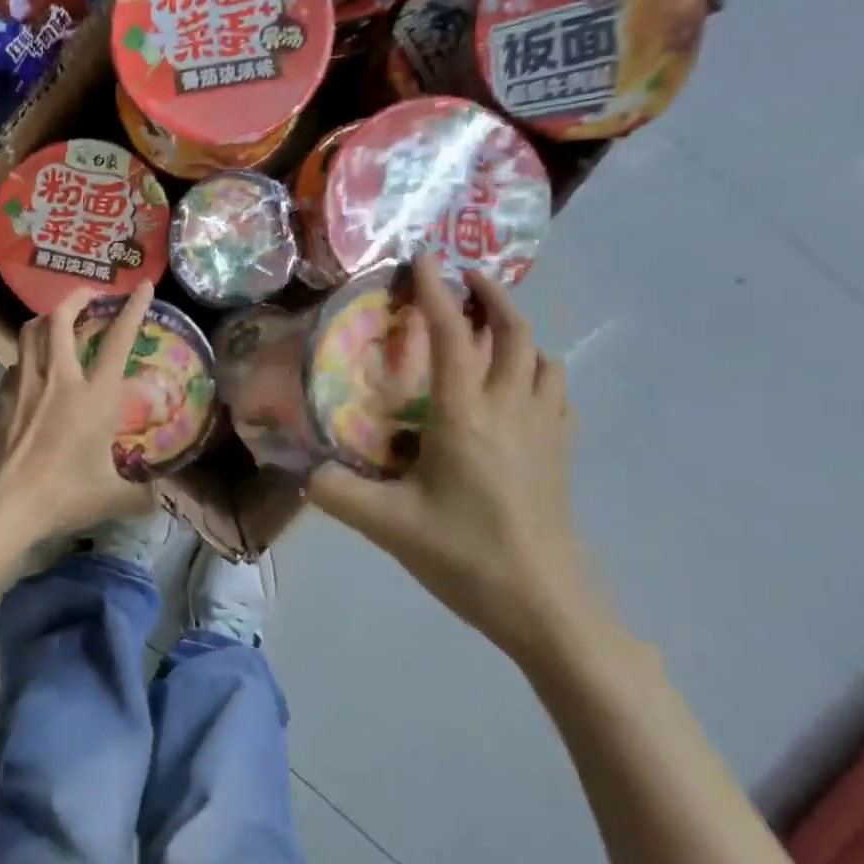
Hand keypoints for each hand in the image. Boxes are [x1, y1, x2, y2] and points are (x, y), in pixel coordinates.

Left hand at [0, 283, 156, 542]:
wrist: (5, 503)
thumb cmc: (65, 495)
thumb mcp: (112, 498)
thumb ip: (141, 496)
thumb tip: (159, 501)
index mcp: (95, 396)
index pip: (118, 340)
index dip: (133, 308)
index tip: (142, 285)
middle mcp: (59, 378)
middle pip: (62, 318)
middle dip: (77, 297)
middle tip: (90, 295)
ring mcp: (25, 383)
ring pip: (31, 331)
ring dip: (48, 318)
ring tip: (58, 320)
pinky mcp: (1, 397)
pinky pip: (16, 361)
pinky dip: (28, 354)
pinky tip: (32, 368)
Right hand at [308, 255, 601, 664]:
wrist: (548, 606)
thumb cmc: (468, 556)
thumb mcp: (390, 527)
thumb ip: (338, 494)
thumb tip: (302, 472)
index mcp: (465, 416)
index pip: (452, 336)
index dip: (436, 291)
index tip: (424, 257)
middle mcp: (510, 409)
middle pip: (514, 332)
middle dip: (492, 295)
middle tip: (467, 279)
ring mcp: (544, 430)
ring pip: (544, 358)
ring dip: (520, 331)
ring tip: (493, 330)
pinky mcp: (561, 454)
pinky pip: (557, 393)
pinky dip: (540, 371)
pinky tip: (522, 388)